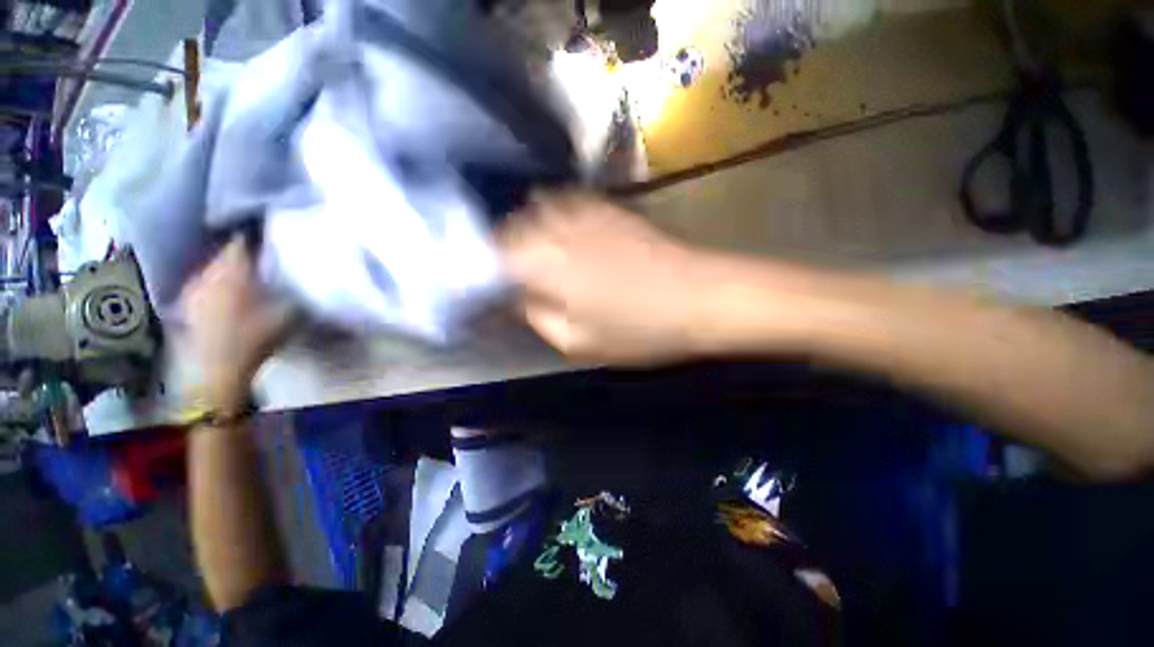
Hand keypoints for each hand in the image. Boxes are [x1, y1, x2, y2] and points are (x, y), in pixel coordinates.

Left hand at [180, 237, 296, 410]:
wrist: (217, 370)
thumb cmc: (255, 337)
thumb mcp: (290, 315)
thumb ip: (298, 294)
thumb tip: (312, 281)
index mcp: (233, 271)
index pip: (240, 242)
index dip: (253, 236)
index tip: (268, 235)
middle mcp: (209, 274)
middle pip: (223, 254)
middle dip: (239, 253)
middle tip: (260, 256)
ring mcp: (193, 290)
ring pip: (211, 270)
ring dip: (226, 269)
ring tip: (244, 274)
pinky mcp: (186, 307)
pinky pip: (203, 286)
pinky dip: (214, 285)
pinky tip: (225, 294)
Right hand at [500, 193, 718, 363]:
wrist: (701, 296)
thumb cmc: (639, 329)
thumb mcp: (577, 341)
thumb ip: (536, 316)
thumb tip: (514, 297)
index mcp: (542, 262)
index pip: (489, 257)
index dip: (482, 272)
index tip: (486, 289)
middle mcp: (555, 226)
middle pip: (508, 229)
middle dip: (500, 251)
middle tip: (508, 276)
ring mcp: (583, 209)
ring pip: (533, 211)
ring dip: (524, 231)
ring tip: (532, 255)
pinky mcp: (607, 205)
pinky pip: (564, 201)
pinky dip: (551, 214)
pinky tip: (561, 233)